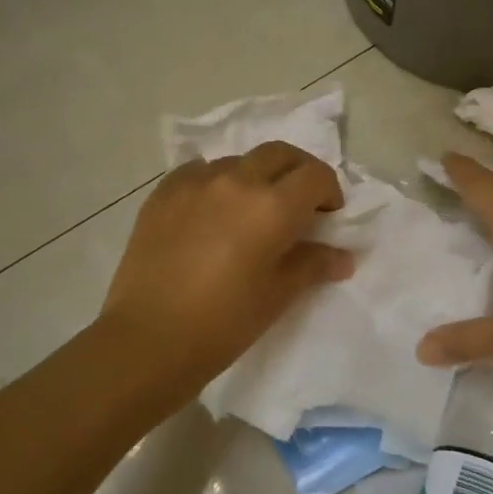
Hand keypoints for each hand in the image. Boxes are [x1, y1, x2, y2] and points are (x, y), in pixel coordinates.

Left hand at [102, 141, 353, 387]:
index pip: (315, 175)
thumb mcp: (278, 295)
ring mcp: (195, 182)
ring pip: (238, 161)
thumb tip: (343, 257)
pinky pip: (199, 172)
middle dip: (298, 172)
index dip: (329, 191)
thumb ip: (313, 265)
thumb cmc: (224, 322)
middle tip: (299, 203)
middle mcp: (237, 181)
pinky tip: (211, 211)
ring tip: (250, 211)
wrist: (149, 339)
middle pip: (280, 154)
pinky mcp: (163, 192)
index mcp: (273, 206)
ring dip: (256, 177)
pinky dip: (216, 182)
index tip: (327, 215)